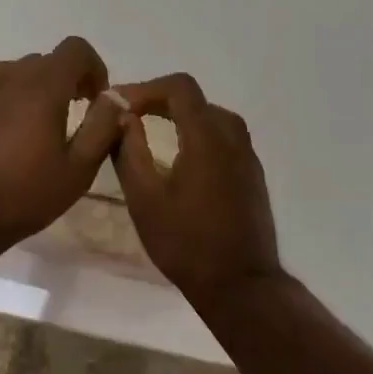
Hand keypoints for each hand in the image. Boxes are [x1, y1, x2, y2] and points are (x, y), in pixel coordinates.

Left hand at [0, 37, 122, 252]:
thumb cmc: (24, 195)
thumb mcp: (77, 168)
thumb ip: (103, 126)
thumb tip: (117, 97)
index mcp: (41, 85)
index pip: (76, 49)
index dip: (95, 68)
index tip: (98, 101)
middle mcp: (11, 75)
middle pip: (51, 61)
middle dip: (71, 81)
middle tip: (80, 119)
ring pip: (25, 72)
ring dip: (45, 89)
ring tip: (49, 129)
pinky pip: (3, 86)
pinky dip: (20, 98)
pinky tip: (19, 136)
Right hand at [114, 73, 281, 305]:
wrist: (241, 286)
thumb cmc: (186, 243)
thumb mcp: (145, 199)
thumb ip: (129, 151)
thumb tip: (121, 117)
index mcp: (207, 137)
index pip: (179, 87)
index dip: (146, 87)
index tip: (120, 104)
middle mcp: (232, 137)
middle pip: (194, 98)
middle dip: (158, 99)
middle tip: (128, 116)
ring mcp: (247, 156)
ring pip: (211, 116)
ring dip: (179, 115)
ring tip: (149, 131)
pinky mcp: (252, 174)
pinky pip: (222, 136)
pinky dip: (197, 133)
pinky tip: (178, 155)